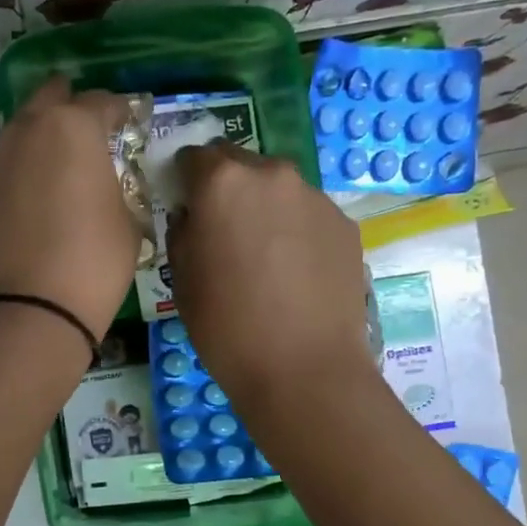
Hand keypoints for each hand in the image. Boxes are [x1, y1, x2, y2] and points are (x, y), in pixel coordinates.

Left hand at [0, 76, 138, 341]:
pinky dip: (25, 166)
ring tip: (64, 160)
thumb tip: (108, 185)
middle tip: (91, 129)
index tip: (129, 126)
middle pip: (51, 98)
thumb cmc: (94, 261)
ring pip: (23, 128)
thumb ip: (119, 188)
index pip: (102, 101)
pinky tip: (39, 191)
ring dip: (44, 134)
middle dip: (72, 106)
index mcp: (73, 126)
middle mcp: (29, 130)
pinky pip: (9, 163)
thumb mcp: (129, 222)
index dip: (120, 113)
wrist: (29, 308)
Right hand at [166, 143, 373, 404]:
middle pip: (241, 165)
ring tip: (264, 258)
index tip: (186, 206)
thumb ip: (183, 232)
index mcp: (222, 182)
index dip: (186, 180)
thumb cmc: (227, 327)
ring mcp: (315, 197)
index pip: (195, 156)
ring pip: (278, 190)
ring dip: (265, 209)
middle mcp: (272, 175)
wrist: (304, 369)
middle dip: (227, 189)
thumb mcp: (181, 279)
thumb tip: (193, 216)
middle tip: (224, 233)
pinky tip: (295, 274)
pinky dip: (296, 231)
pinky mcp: (345, 224)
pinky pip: (308, 215)